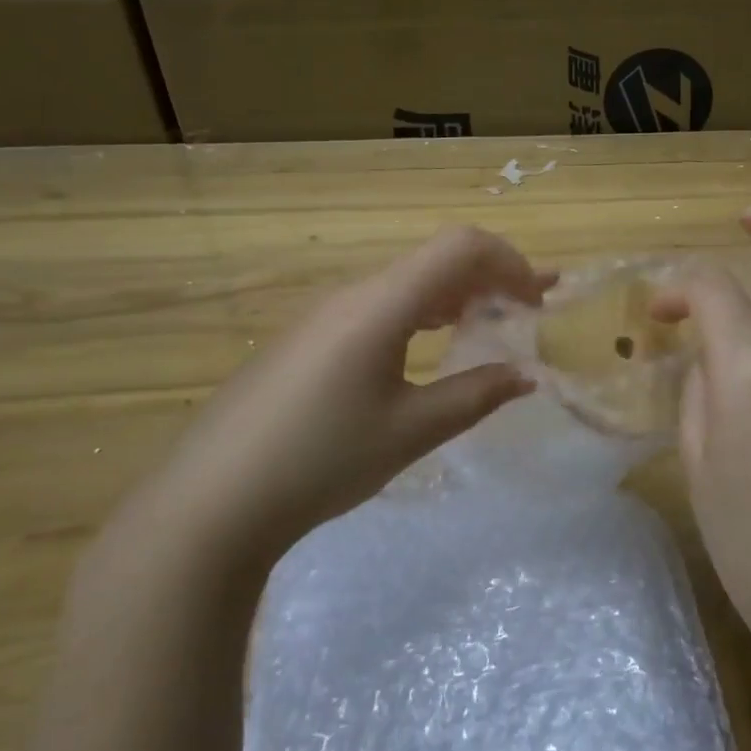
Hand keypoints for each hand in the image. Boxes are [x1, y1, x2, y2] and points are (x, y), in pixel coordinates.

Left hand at [114, 226, 547, 579]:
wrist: (212, 502)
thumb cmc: (321, 461)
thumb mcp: (410, 431)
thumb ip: (475, 396)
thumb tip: (526, 375)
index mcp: (380, 304)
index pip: (460, 247)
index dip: (510, 262)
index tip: (539, 300)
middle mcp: (352, 294)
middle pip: (435, 259)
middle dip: (491, 277)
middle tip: (532, 309)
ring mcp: (323, 315)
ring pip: (406, 283)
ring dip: (456, 296)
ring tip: (491, 324)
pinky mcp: (306, 339)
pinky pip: (378, 307)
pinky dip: (421, 314)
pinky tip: (429, 346)